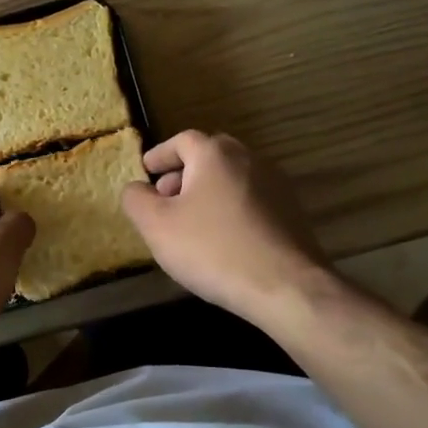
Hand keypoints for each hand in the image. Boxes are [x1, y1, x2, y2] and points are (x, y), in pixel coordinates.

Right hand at [121, 130, 326, 322]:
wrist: (287, 287)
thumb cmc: (213, 249)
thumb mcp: (157, 226)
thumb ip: (137, 200)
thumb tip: (136, 188)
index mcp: (215, 154)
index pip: (182, 140)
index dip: (160, 155)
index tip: (146, 171)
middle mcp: (249, 159)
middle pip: (210, 156)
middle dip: (184, 172)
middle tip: (165, 196)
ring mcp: (276, 185)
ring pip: (232, 178)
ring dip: (208, 191)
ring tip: (190, 221)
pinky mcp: (292, 212)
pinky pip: (250, 200)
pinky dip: (230, 208)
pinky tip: (221, 238)